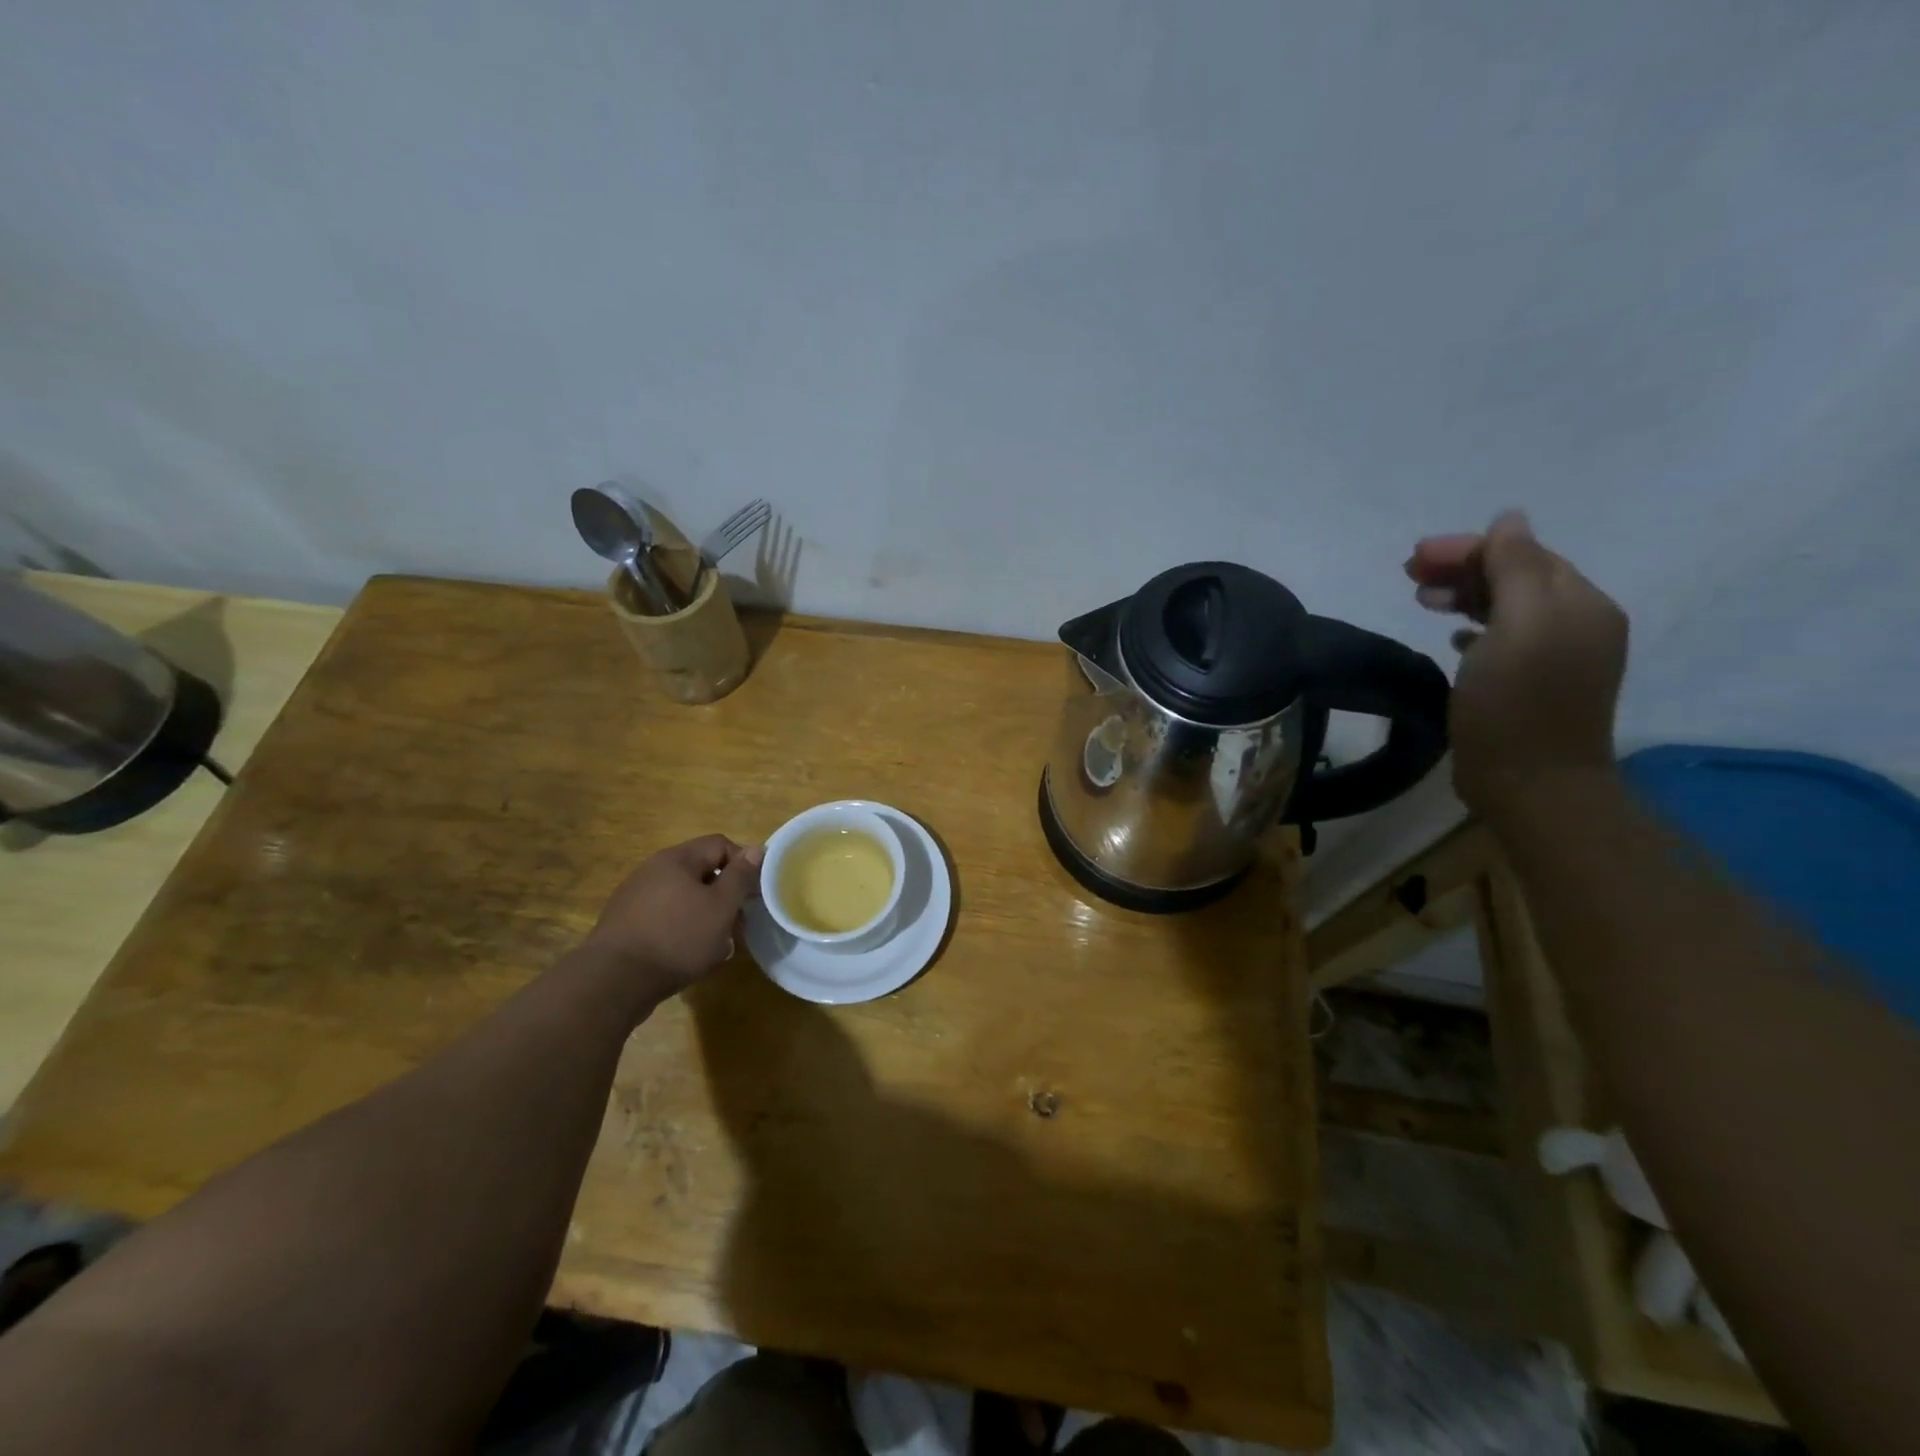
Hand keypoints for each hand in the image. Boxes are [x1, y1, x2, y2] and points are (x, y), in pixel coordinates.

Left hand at [580, 835, 762, 997]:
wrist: (613, 982)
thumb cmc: (677, 938)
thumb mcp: (721, 907)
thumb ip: (740, 876)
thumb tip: (756, 849)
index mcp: (676, 859)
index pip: (720, 844)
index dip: (744, 864)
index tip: (754, 893)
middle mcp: (653, 870)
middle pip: (701, 872)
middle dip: (725, 896)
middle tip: (738, 923)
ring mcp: (635, 897)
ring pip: (684, 898)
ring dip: (705, 916)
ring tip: (716, 945)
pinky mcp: (626, 924)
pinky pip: (665, 917)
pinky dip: (682, 930)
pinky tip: (688, 955)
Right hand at [1406, 510, 1627, 813]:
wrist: (1531, 783)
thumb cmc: (1517, 702)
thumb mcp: (1518, 625)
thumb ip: (1515, 568)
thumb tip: (1509, 519)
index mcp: (1579, 604)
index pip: (1524, 554)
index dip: (1469, 549)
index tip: (1415, 557)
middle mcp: (1577, 623)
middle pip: (1517, 577)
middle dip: (1464, 569)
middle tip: (1409, 574)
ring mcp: (1557, 656)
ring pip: (1507, 608)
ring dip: (1465, 596)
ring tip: (1423, 602)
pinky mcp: (1533, 685)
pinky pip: (1503, 640)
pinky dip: (1476, 629)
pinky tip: (1453, 638)